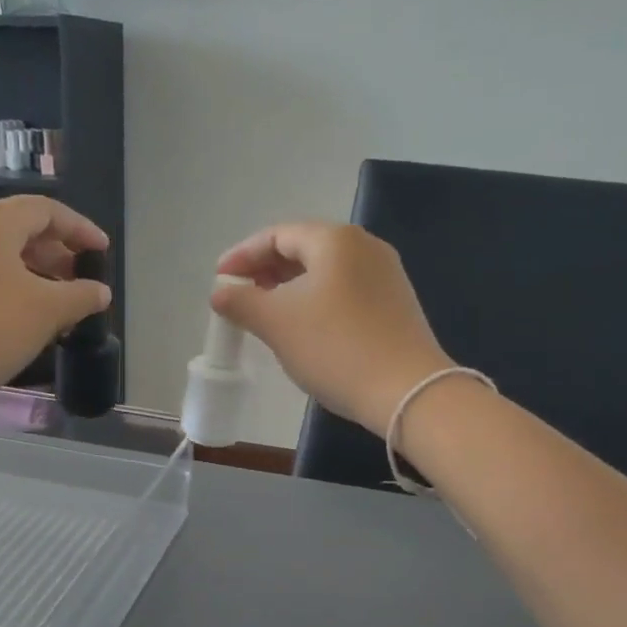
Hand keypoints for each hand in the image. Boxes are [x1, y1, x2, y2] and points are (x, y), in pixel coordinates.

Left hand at [0, 195, 110, 416]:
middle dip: (58, 253)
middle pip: (21, 228)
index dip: (80, 229)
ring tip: (60, 303)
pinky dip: (11, 285)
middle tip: (83, 282)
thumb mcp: (47, 311)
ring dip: (36, 273)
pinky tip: (26, 315)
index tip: (103, 253)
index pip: (46, 210)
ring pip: (0, 253)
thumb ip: (81, 296)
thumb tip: (101, 291)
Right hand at [213, 222, 454, 435]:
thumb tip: (221, 292)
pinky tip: (304, 328)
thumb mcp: (277, 323)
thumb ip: (241, 302)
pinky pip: (344, 292)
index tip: (220, 279)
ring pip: (325, 273)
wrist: (406, 391)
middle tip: (240, 296)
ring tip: (266, 314)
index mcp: (335, 240)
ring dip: (290, 289)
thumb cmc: (335, 348)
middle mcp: (364, 247)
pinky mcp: (395, 305)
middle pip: (304, 249)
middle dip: (266, 271)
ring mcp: (385, 276)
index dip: (243, 256)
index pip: (277, 235)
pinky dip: (316, 302)